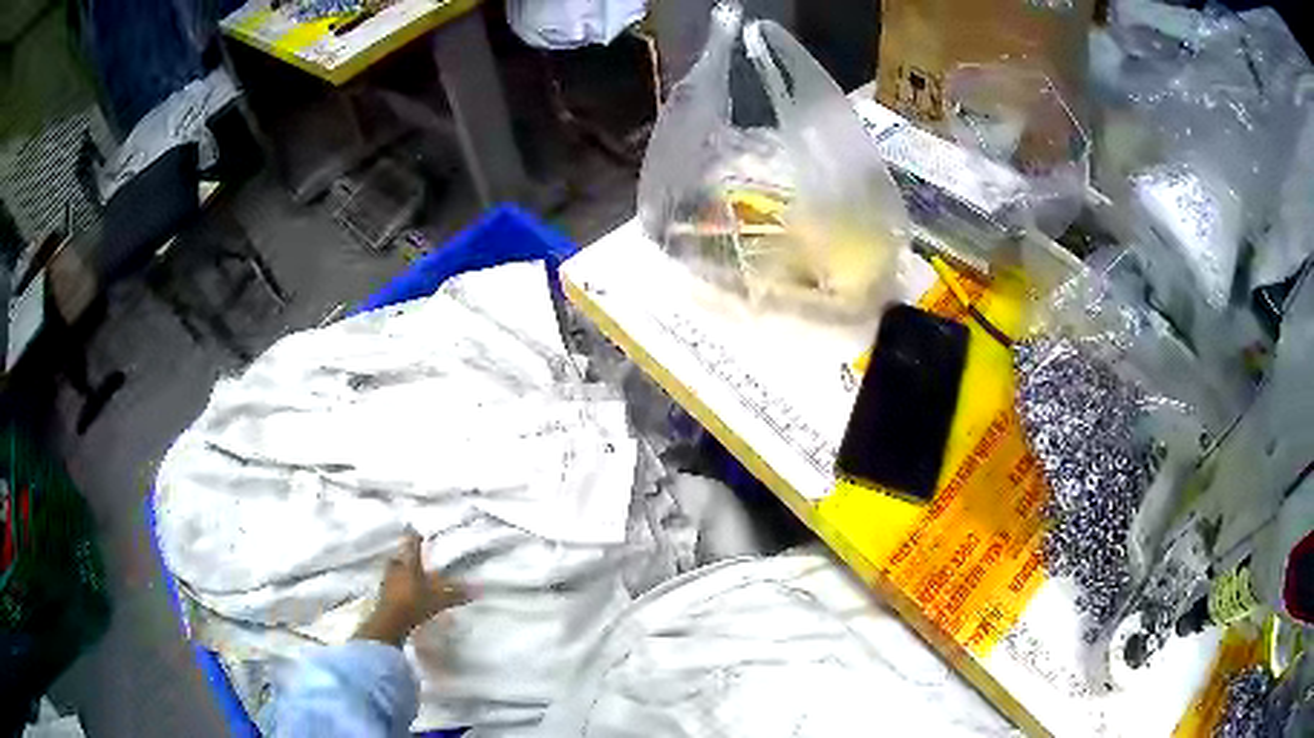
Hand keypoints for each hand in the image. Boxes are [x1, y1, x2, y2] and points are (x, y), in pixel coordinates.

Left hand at [354, 530, 468, 646]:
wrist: (390, 621)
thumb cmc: (414, 604)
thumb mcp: (438, 600)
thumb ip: (456, 594)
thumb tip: (478, 589)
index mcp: (408, 564)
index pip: (412, 546)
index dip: (415, 538)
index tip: (418, 532)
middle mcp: (396, 568)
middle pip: (400, 558)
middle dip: (406, 558)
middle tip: (414, 560)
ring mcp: (387, 581)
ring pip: (394, 571)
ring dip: (401, 572)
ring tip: (411, 577)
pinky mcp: (383, 594)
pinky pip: (392, 584)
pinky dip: (399, 585)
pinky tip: (405, 592)